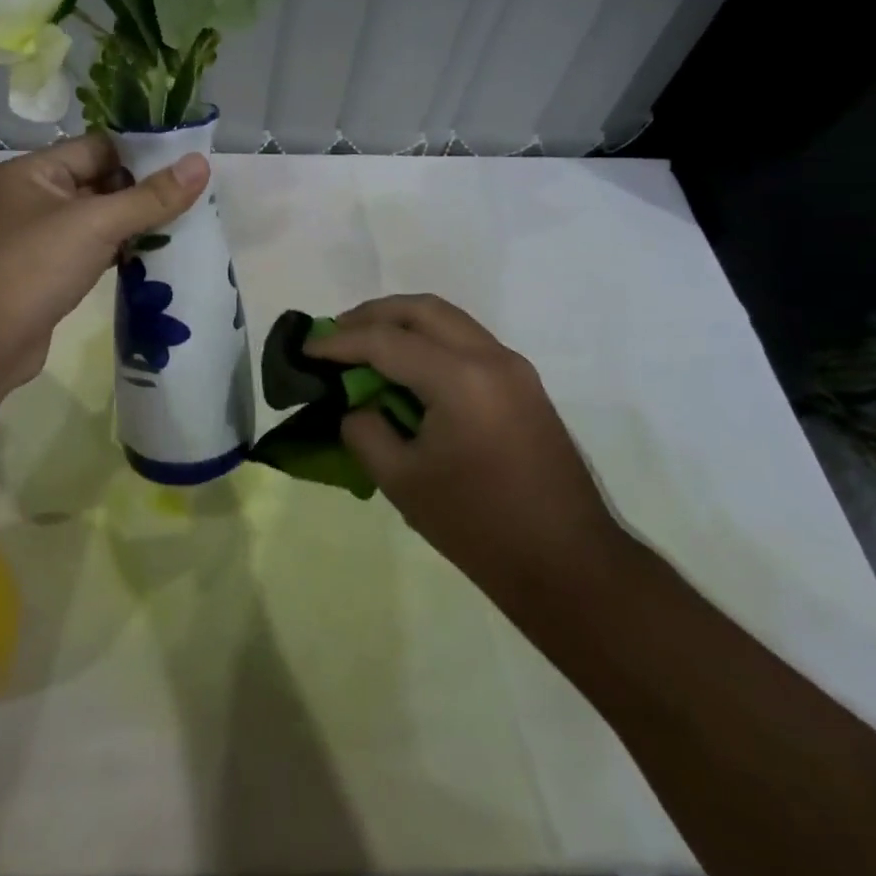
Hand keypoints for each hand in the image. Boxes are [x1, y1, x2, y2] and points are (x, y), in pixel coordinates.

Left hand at [0, 134, 208, 389]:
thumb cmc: (33, 267)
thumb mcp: (95, 224)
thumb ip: (150, 196)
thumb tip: (201, 164)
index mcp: (34, 172)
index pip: (97, 146)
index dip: (142, 152)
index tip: (187, 162)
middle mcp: (33, 197)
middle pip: (99, 181)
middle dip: (143, 190)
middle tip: (193, 197)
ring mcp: (39, 237)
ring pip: (97, 219)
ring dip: (134, 223)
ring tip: (183, 224)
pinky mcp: (47, 272)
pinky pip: (91, 249)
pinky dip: (119, 250)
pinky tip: (153, 256)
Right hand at [305, 295, 630, 623]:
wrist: (570, 566)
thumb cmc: (479, 527)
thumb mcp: (402, 482)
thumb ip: (366, 431)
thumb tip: (357, 406)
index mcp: (460, 379)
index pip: (385, 341)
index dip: (339, 342)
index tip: (306, 348)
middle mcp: (491, 358)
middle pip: (421, 310)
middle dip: (372, 315)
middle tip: (335, 334)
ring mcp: (514, 368)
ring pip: (448, 320)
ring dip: (403, 324)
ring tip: (365, 347)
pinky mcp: (523, 386)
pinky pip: (466, 342)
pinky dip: (429, 342)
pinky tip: (406, 371)